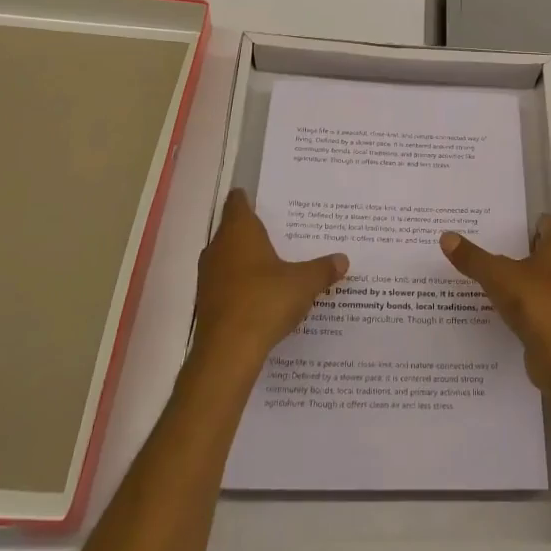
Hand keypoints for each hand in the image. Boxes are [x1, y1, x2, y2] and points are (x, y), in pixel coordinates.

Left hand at [193, 190, 348, 371]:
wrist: (227, 353)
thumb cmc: (265, 301)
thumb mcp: (303, 283)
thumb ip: (323, 269)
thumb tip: (343, 259)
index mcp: (239, 231)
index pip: (238, 202)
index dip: (250, 197)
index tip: (268, 199)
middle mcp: (218, 248)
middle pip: (234, 229)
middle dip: (255, 230)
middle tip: (284, 230)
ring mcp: (209, 276)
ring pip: (229, 257)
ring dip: (248, 258)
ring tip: (277, 262)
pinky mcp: (207, 302)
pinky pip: (227, 282)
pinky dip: (243, 283)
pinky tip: (264, 294)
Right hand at [441, 215, 550, 394]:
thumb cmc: (538, 306)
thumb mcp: (497, 277)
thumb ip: (472, 257)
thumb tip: (446, 236)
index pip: (542, 223)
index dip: (517, 223)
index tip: (490, 228)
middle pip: (541, 251)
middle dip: (515, 252)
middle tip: (482, 252)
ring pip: (543, 279)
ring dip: (520, 281)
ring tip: (487, 282)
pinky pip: (544, 305)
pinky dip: (526, 306)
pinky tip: (502, 311)